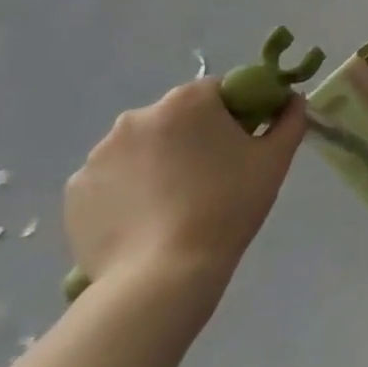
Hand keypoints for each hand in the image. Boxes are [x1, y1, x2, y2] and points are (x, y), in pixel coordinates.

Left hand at [64, 79, 307, 301]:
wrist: (162, 276)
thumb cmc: (228, 206)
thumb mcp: (275, 160)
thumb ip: (289, 120)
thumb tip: (292, 100)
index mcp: (187, 101)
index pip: (219, 90)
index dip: (236, 113)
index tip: (243, 144)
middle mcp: (137, 117)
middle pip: (176, 117)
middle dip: (194, 137)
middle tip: (213, 176)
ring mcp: (99, 154)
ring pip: (142, 148)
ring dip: (159, 162)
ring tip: (176, 204)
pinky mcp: (76, 191)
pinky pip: (112, 179)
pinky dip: (128, 191)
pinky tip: (147, 219)